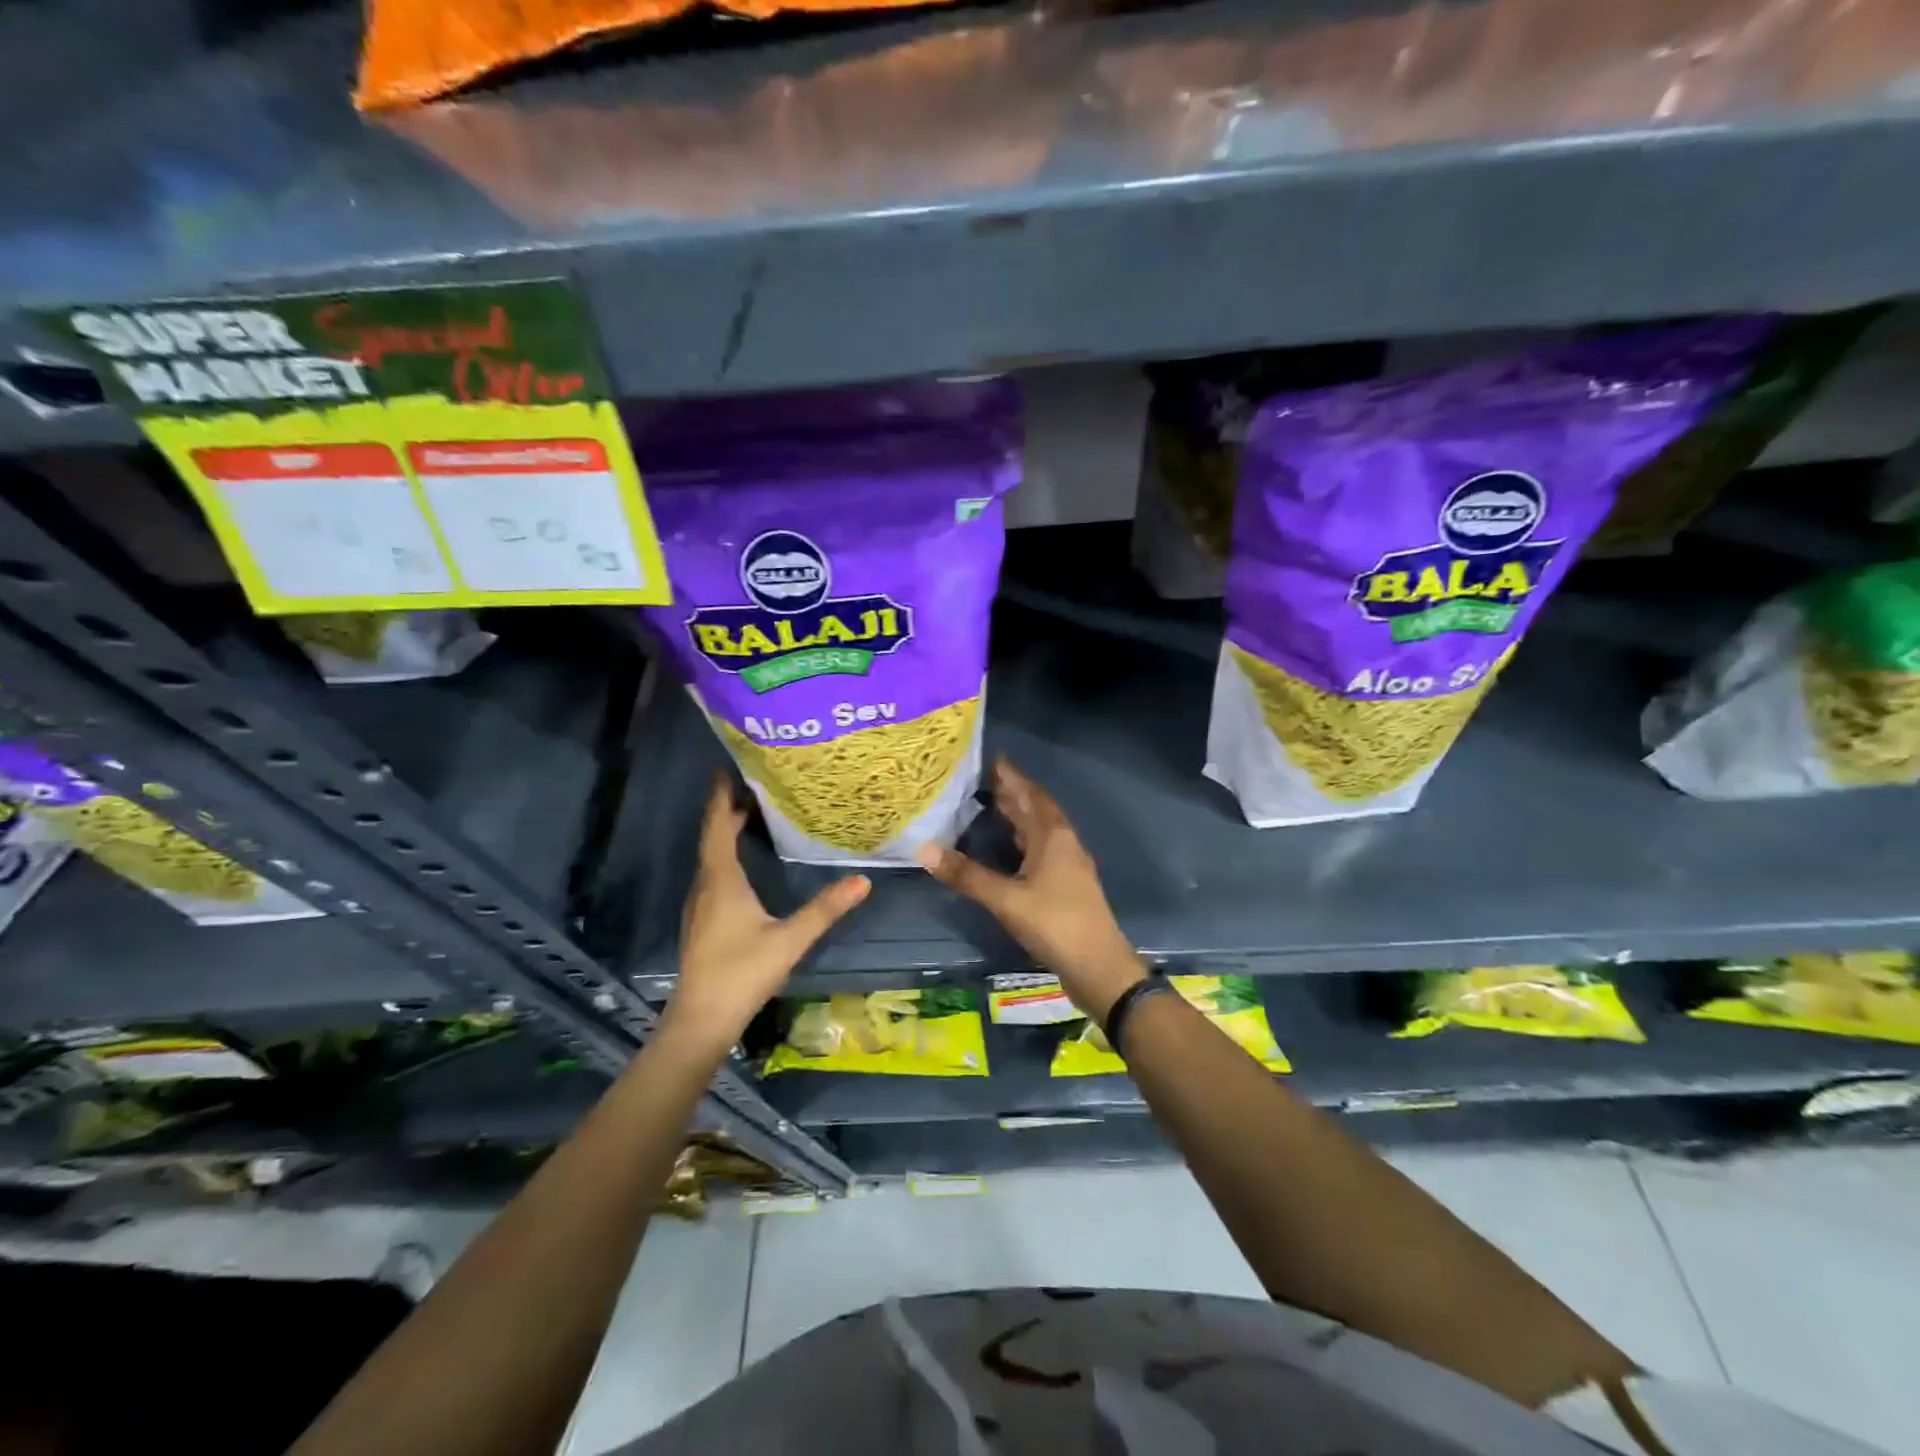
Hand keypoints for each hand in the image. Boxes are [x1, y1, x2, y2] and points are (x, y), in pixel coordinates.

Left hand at [666, 775, 869, 1050]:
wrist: (702, 1019)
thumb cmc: (742, 972)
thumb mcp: (790, 939)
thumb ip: (825, 909)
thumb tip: (863, 880)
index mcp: (721, 881)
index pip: (718, 828)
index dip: (721, 799)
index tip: (727, 771)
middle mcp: (705, 886)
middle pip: (712, 839)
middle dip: (727, 812)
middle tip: (750, 788)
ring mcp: (700, 906)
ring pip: (710, 859)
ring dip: (724, 834)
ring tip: (748, 816)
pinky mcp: (702, 922)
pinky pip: (712, 876)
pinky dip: (724, 857)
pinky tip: (741, 866)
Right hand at [918, 757, 1145, 1018]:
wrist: (1098, 967)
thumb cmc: (1054, 924)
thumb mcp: (1006, 899)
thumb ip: (966, 875)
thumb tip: (925, 848)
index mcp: (1053, 836)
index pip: (1030, 794)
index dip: (1012, 776)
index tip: (991, 758)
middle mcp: (1063, 843)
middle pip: (1036, 809)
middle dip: (1013, 792)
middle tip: (982, 779)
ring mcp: (1068, 865)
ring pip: (1040, 830)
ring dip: (1019, 816)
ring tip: (992, 805)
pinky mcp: (1066, 885)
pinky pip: (1042, 849)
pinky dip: (1023, 840)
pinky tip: (1009, 848)